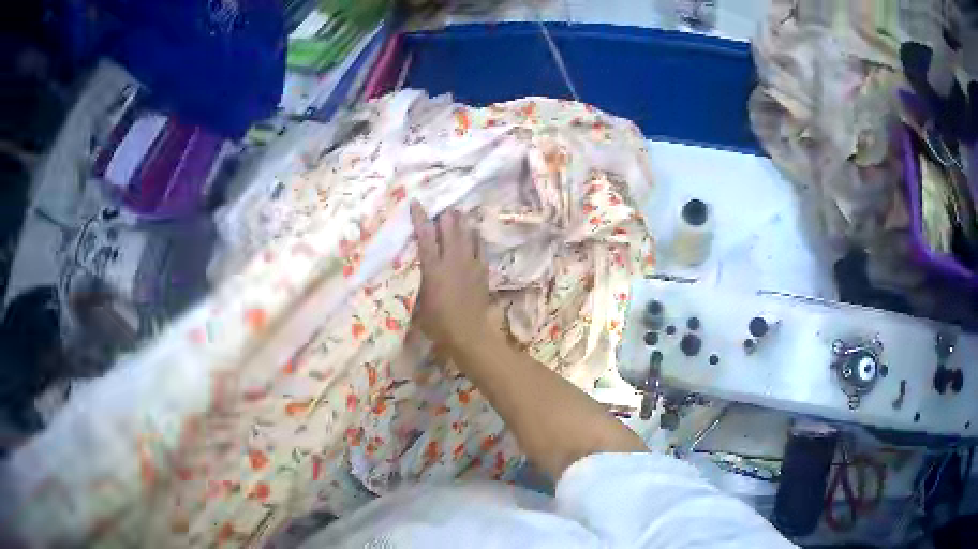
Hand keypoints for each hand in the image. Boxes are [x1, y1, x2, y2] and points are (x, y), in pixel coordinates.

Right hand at [410, 201, 492, 353]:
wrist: (468, 333)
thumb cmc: (438, 323)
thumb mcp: (420, 303)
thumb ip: (420, 282)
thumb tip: (418, 271)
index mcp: (433, 268)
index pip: (425, 236)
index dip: (420, 217)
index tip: (416, 202)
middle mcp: (452, 260)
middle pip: (449, 228)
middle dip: (444, 215)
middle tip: (440, 208)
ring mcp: (470, 264)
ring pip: (466, 234)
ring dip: (460, 222)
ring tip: (457, 213)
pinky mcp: (482, 270)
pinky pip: (480, 247)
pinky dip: (475, 237)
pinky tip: (473, 231)